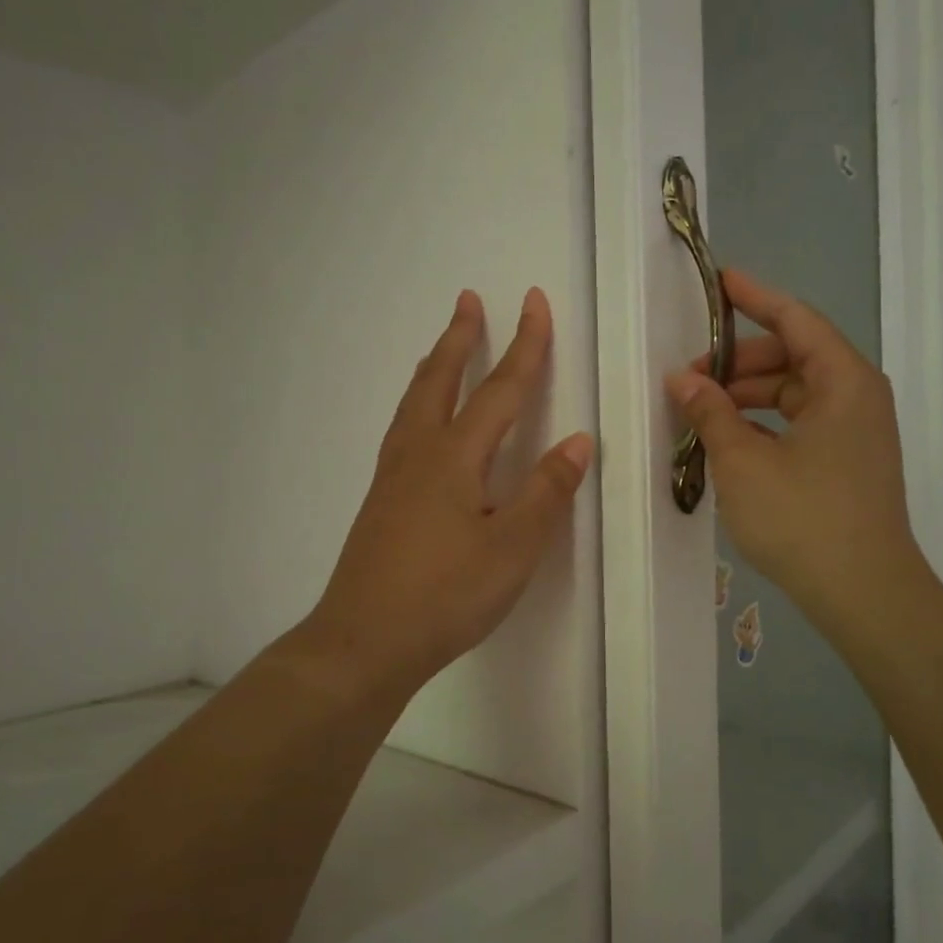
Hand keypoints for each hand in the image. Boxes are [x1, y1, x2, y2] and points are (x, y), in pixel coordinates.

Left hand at [301, 288, 592, 705]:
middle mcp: (418, 455)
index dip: (524, 345)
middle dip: (461, 339)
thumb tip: (578, 440)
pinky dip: (418, 405)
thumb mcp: (513, 548)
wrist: (364, 642)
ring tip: (443, 347)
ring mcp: (392, 478)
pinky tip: (420, 424)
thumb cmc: (446, 595)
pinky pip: (402, 431)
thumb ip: (546, 492)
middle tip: (469, 299)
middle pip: (442, 381)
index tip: (534, 301)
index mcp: (455, 458)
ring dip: (434, 367)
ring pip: (414, 404)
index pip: (500, 389)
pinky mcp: (381, 503)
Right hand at [666, 269, 935, 636]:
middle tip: (690, 377)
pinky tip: (731, 441)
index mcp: (843, 381)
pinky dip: (766, 423)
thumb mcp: (743, 462)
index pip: (795, 319)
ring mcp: (856, 432)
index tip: (719, 281)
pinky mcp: (849, 462)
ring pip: (796, 393)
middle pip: (793, 357)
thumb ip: (710, 413)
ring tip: (702, 412)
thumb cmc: (803, 518)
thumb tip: (682, 379)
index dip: (754, 297)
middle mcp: (856, 396)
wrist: (864, 593)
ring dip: (749, 396)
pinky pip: (802, 423)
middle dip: (740, 361)